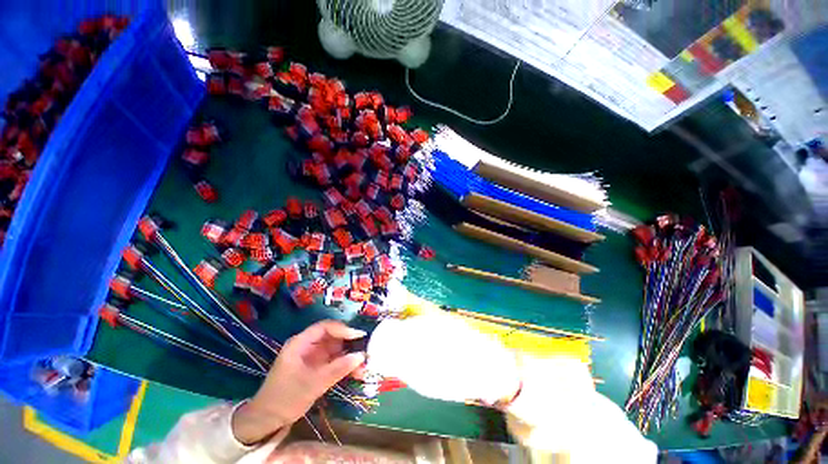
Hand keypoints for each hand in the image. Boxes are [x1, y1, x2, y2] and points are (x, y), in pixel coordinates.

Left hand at [232, 320, 365, 444]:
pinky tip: (356, 373)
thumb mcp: (313, 384)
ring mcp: (313, 357)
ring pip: (336, 350)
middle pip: (333, 337)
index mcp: (301, 343)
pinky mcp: (317, 368)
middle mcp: (308, 346)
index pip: (325, 327)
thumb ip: (337, 369)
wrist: (267, 421)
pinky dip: (345, 366)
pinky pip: (335, 362)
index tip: (358, 337)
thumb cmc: (285, 398)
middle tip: (366, 352)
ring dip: (350, 357)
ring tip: (364, 367)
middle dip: (350, 344)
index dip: (342, 329)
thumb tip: (361, 356)